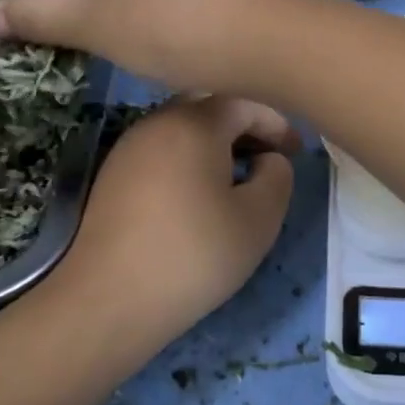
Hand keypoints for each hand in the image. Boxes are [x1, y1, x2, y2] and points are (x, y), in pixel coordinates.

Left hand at [58, 96, 297, 333]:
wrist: (109, 301)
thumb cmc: (194, 255)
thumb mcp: (259, 219)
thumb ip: (278, 177)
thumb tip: (269, 160)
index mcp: (194, 124)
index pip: (244, 103)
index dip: (276, 124)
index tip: (296, 152)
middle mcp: (157, 123)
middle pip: (209, 108)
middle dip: (244, 127)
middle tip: (268, 158)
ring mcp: (128, 148)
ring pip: (182, 129)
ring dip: (215, 144)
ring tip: (238, 178)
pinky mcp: (112, 177)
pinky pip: (161, 151)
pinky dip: (188, 160)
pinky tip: (199, 196)